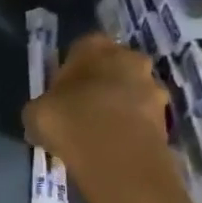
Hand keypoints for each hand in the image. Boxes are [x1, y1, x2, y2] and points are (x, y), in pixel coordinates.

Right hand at [23, 33, 173, 192]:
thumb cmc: (69, 121)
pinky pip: (143, 117)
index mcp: (94, 46)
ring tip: (100, 133)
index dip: (71, 69)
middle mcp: (129, 57)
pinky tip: (114, 147)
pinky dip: (131, 128)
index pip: (81, 48)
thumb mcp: (35, 113)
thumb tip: (45, 113)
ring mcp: (153, 86)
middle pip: (113, 67)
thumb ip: (43, 105)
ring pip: (132, 92)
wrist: (117, 156)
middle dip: (101, 84)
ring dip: (120, 106)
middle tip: (82, 109)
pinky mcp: (166, 116)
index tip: (61, 91)